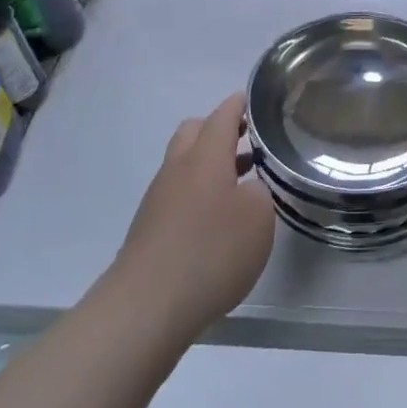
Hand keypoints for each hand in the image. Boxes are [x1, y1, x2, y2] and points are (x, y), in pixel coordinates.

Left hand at [114, 93, 274, 342]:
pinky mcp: (150, 226)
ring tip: (242, 181)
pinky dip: (199, 191)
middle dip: (219, 129)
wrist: (147, 306)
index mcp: (206, 157)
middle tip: (247, 140)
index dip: (239, 105)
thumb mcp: (258, 218)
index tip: (255, 101)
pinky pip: (178, 192)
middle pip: (195, 132)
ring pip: (184, 163)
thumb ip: (259, 193)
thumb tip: (246, 190)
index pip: (223, 116)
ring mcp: (159, 198)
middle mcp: (178, 169)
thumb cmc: (211, 252)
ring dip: (210, 163)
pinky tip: (217, 218)